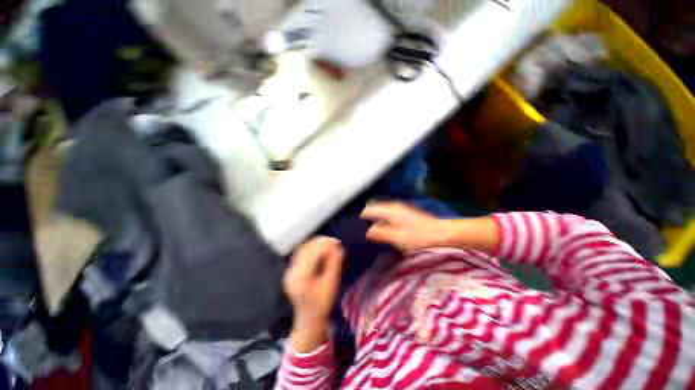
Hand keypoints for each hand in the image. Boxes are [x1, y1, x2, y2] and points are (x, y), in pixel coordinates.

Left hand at [284, 236, 343, 351]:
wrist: (308, 319)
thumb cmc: (322, 304)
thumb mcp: (331, 284)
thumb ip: (334, 264)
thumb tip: (338, 247)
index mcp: (301, 278)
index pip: (312, 254)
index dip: (325, 244)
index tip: (337, 241)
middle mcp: (292, 273)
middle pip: (306, 249)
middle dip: (321, 242)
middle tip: (335, 241)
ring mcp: (290, 271)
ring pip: (303, 249)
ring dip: (316, 244)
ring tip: (329, 243)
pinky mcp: (291, 270)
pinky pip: (301, 253)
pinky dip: (312, 248)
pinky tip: (321, 249)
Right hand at [361, 202, 456, 251]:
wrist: (442, 234)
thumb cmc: (420, 237)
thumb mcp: (397, 237)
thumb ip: (379, 233)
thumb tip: (364, 232)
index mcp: (389, 210)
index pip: (367, 210)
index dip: (358, 218)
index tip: (351, 228)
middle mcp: (392, 206)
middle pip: (371, 208)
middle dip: (362, 218)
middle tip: (356, 230)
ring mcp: (398, 209)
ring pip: (378, 211)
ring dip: (370, 219)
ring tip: (364, 231)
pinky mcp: (403, 213)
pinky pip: (384, 214)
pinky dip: (378, 220)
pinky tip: (378, 229)